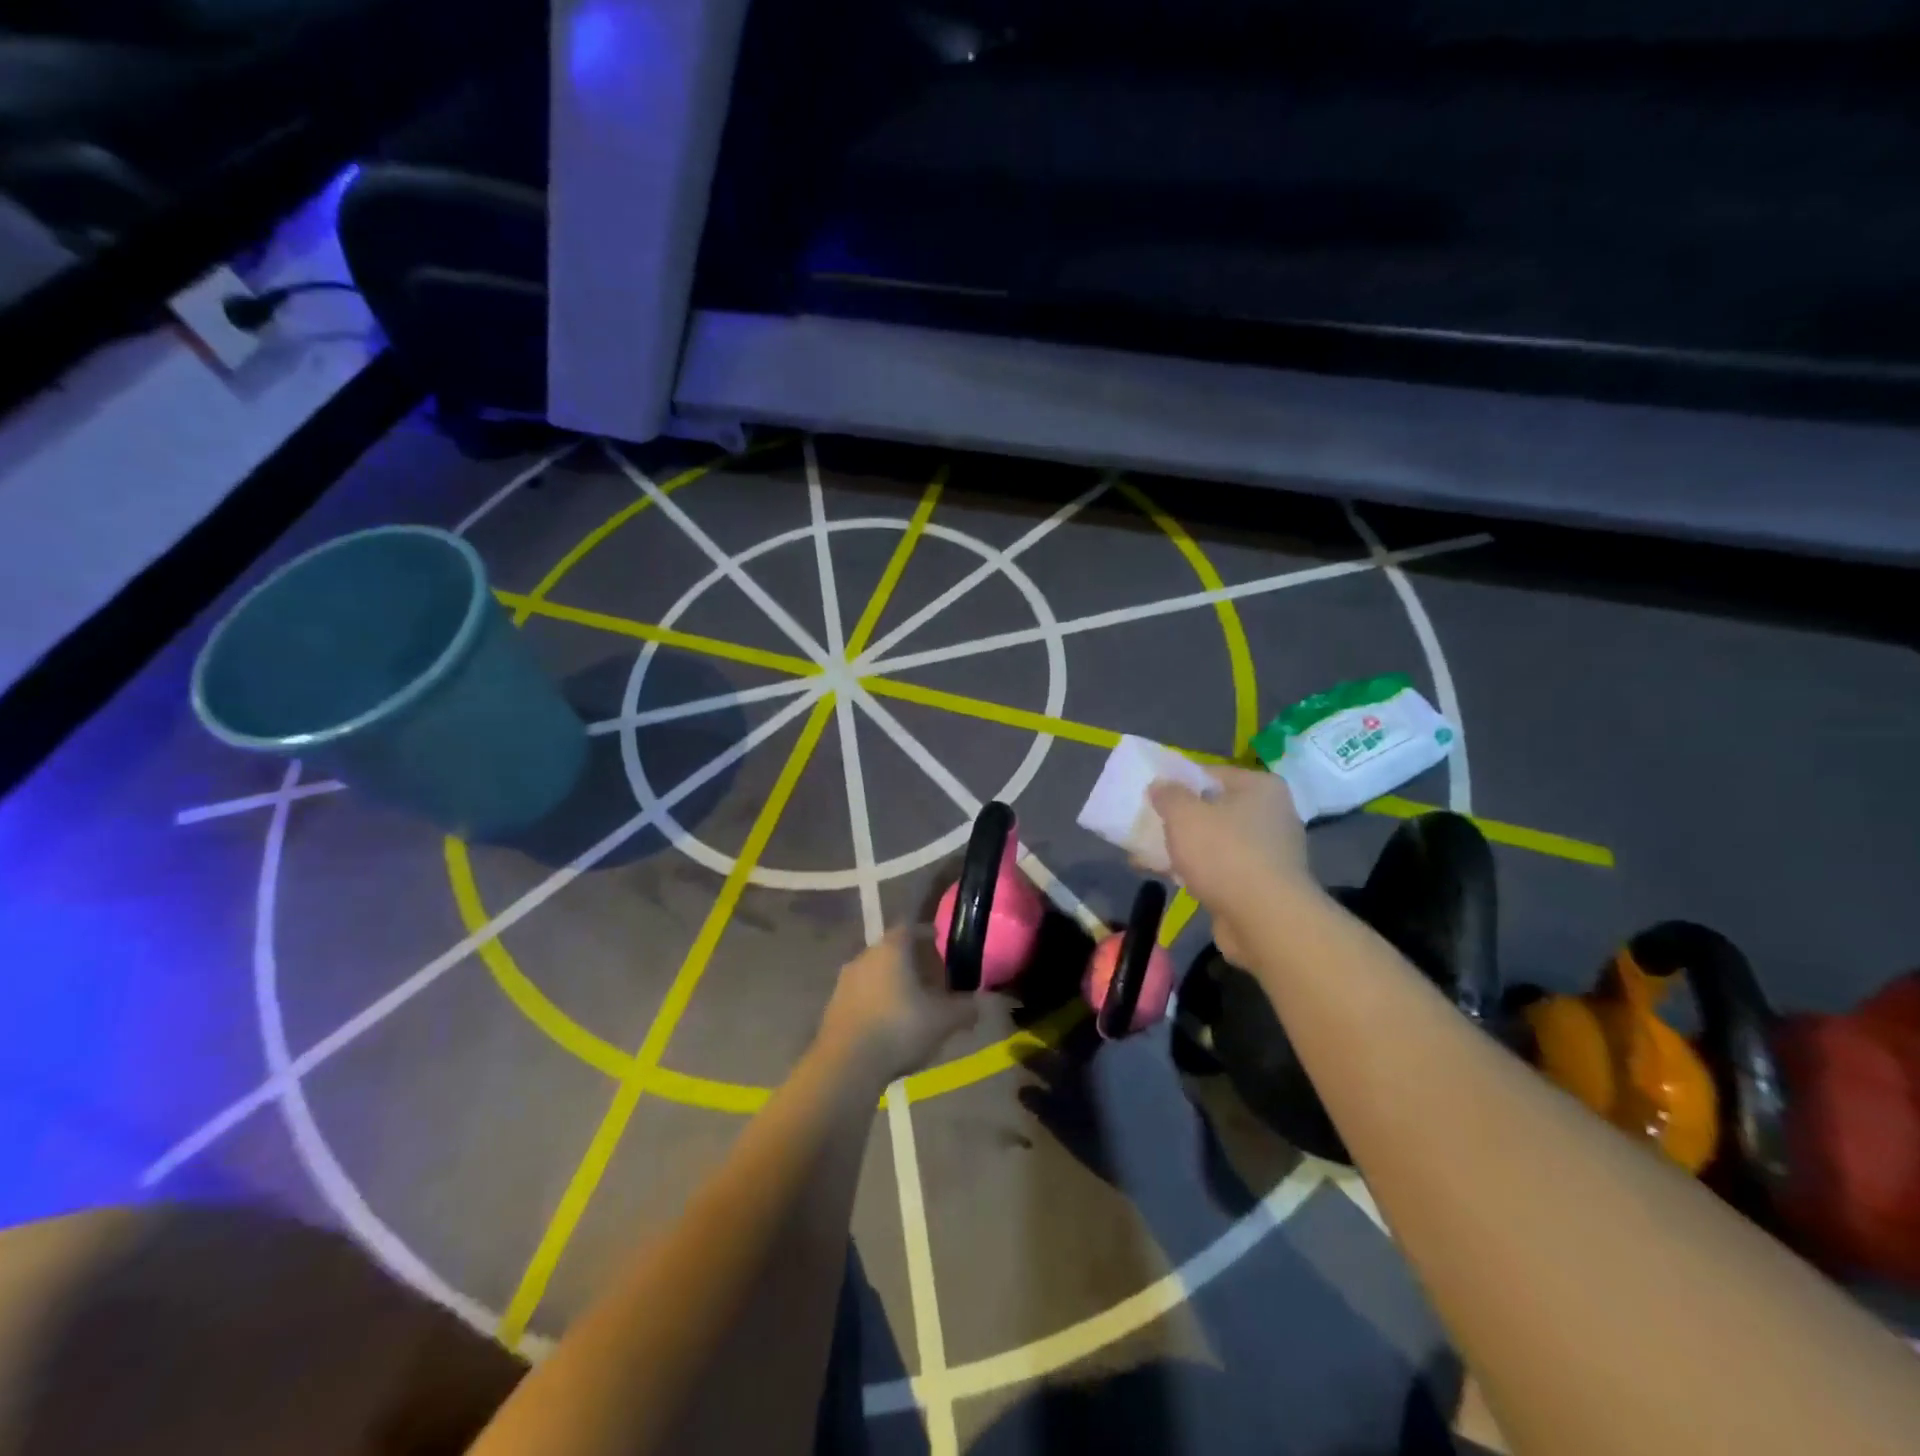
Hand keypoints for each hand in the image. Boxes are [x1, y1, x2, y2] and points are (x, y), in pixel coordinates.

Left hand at [820, 927, 977, 1082]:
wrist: (846, 1065)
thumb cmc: (899, 1029)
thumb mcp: (942, 1021)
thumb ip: (964, 1009)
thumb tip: (978, 1005)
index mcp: (890, 949)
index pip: (909, 927)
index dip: (925, 932)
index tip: (939, 941)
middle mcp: (864, 957)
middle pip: (891, 950)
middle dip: (911, 962)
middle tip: (930, 978)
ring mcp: (844, 982)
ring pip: (874, 974)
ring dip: (891, 983)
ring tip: (911, 1003)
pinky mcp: (832, 1007)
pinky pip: (860, 996)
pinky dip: (876, 1002)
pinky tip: (888, 1024)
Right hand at [1150, 766, 1312, 963]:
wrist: (1265, 920)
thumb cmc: (1225, 853)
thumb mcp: (1184, 815)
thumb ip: (1168, 795)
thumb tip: (1160, 785)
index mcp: (1260, 788)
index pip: (1211, 774)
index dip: (1178, 782)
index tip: (1152, 795)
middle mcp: (1271, 815)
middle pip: (1213, 808)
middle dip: (1179, 819)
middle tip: (1148, 825)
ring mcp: (1269, 852)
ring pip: (1215, 841)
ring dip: (1183, 847)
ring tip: (1146, 855)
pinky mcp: (1262, 884)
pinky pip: (1221, 868)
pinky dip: (1196, 871)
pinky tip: (1167, 877)